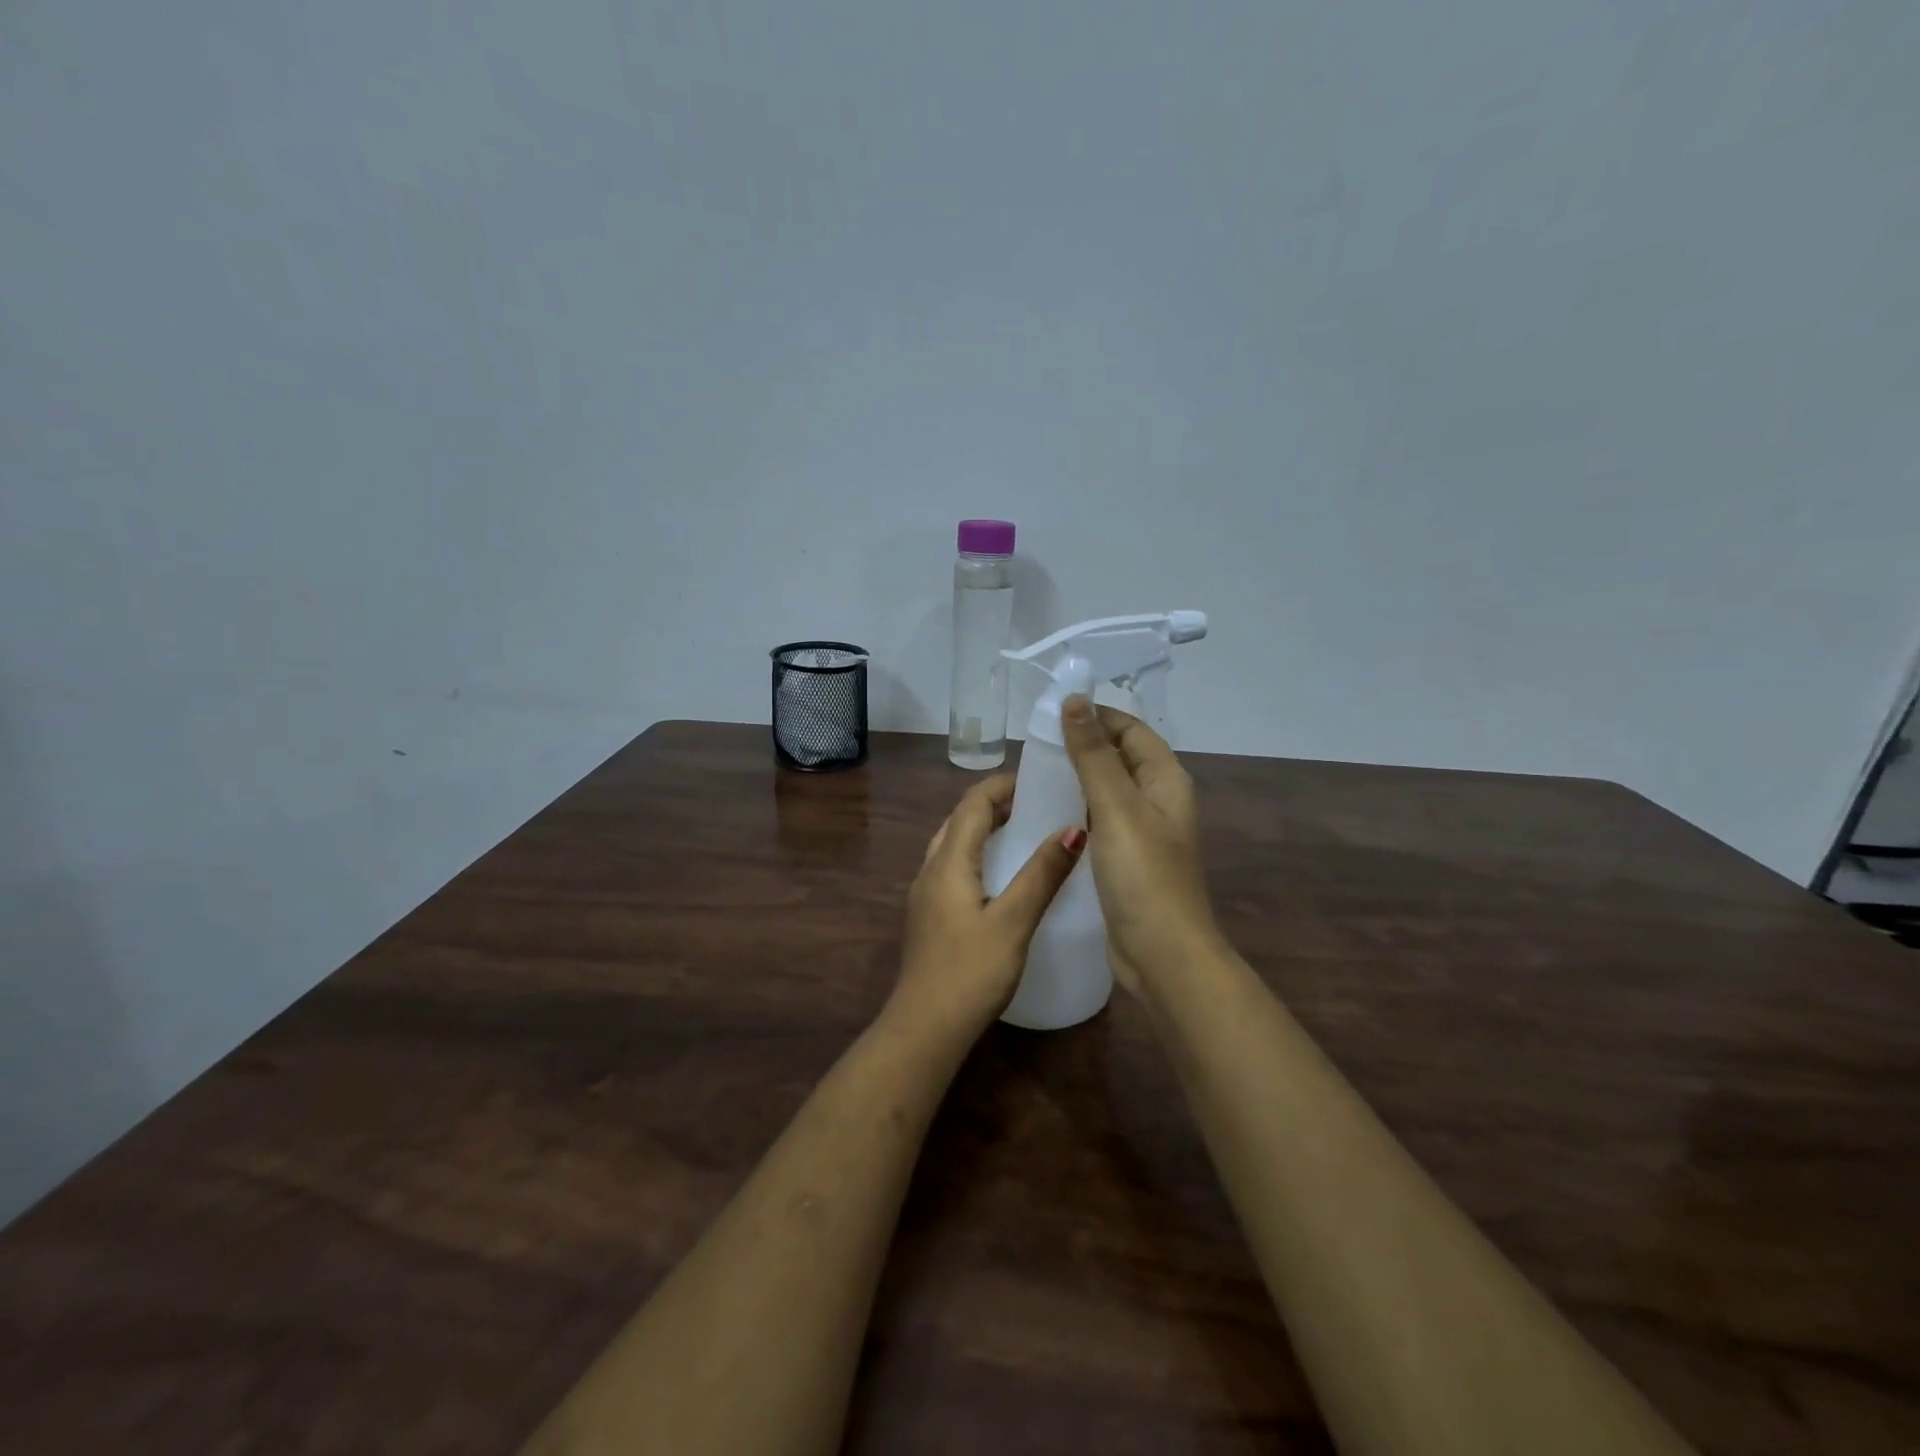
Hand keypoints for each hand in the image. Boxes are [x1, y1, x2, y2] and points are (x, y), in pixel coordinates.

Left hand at [890, 775, 1085, 1039]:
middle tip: (1036, 804)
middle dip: (994, 805)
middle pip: (959, 820)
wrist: (924, 1029)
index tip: (1038, 779)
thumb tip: (1072, 828)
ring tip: (1023, 833)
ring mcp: (925, 895)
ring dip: (984, 830)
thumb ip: (1042, 874)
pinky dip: (977, 856)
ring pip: (953, 845)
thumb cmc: (970, 972)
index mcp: (948, 862)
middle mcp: (930, 870)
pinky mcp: (929, 917)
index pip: (972, 804)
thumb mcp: (1014, 921)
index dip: (1002, 785)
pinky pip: (953, 869)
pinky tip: (1001, 878)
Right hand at [1058, 695, 1219, 996]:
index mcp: (1165, 780)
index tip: (1051, 712)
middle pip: (1119, 757)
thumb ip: (1093, 754)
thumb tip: (1075, 699)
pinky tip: (1045, 814)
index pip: (1130, 729)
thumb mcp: (1116, 807)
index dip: (1096, 715)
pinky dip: (1076, 810)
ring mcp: (1143, 832)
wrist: (1161, 954)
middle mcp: (1158, 800)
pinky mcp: (1125, 859)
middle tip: (1034, 743)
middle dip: (1082, 745)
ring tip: (1032, 773)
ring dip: (1076, 778)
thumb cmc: (1142, 875)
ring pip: (1107, 790)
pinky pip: (1099, 821)